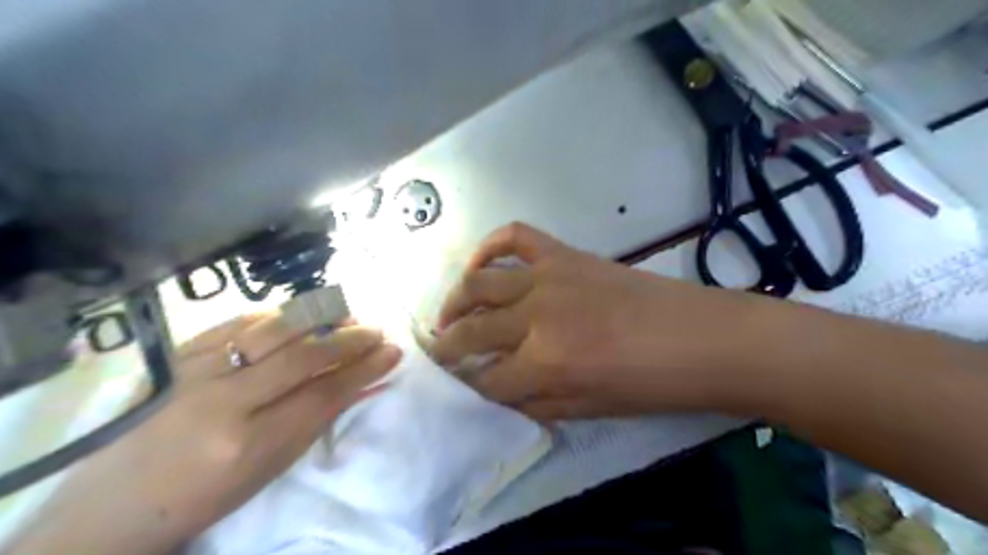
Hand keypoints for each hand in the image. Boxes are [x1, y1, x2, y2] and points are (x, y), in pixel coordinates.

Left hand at [6, 314, 399, 552]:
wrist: (116, 501)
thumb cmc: (206, 494)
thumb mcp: (271, 467)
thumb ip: (319, 418)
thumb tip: (364, 380)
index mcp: (249, 444)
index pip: (324, 394)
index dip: (365, 369)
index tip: (392, 352)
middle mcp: (224, 402)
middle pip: (305, 356)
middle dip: (350, 339)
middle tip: (377, 331)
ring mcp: (197, 371)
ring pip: (275, 329)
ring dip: (321, 317)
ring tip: (348, 315)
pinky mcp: (180, 353)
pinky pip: (241, 321)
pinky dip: (281, 314)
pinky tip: (303, 314)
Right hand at [434, 222, 770, 419]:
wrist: (698, 338)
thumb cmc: (649, 384)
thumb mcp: (587, 410)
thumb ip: (533, 402)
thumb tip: (496, 392)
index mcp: (546, 363)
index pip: (486, 378)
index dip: (466, 386)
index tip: (457, 386)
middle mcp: (537, 315)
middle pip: (473, 331)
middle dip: (446, 347)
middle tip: (436, 353)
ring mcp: (549, 276)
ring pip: (480, 282)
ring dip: (454, 301)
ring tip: (446, 316)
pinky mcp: (564, 253)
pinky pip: (515, 236)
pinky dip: (489, 245)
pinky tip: (479, 264)